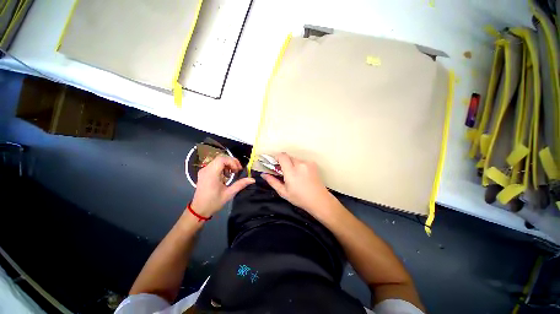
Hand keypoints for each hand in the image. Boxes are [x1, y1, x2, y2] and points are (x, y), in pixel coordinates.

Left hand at [189, 155, 254, 216]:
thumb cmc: (214, 202)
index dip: (232, 162)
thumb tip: (252, 179)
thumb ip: (240, 184)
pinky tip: (225, 176)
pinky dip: (222, 167)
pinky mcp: (204, 173)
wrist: (199, 210)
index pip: (222, 159)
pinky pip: (214, 165)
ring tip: (232, 173)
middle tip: (237, 170)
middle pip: (220, 158)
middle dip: (231, 162)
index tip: (237, 170)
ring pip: (218, 161)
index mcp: (211, 174)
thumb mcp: (229, 194)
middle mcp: (206, 170)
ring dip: (227, 164)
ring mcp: (204, 171)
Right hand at [261, 153, 332, 212]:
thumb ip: (272, 182)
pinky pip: (302, 161)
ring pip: (295, 159)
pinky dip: (299, 165)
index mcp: (291, 172)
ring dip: (292, 164)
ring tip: (294, 175)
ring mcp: (308, 163)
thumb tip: (264, 174)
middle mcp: (300, 164)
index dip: (277, 157)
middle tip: (284, 172)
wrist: (319, 200)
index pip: (282, 156)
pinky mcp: (313, 164)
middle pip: (288, 157)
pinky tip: (302, 175)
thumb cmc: (300, 198)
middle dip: (284, 162)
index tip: (275, 164)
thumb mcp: (284, 192)